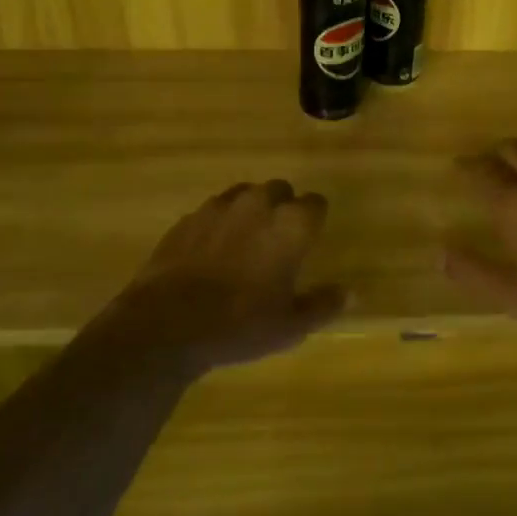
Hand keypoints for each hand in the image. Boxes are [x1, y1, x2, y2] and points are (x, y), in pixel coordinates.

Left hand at [95, 180, 346, 376]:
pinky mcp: (188, 218)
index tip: (310, 239)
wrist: (167, 324)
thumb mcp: (291, 325)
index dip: (315, 220)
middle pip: (280, 190)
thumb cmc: (241, 324)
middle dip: (283, 208)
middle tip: (278, 241)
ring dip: (251, 211)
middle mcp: (258, 204)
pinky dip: (219, 223)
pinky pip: (213, 210)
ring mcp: (219, 207)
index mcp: (291, 224)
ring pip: (245, 194)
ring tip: (246, 242)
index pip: (316, 203)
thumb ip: (323, 303)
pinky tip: (213, 251)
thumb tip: (349, 292)